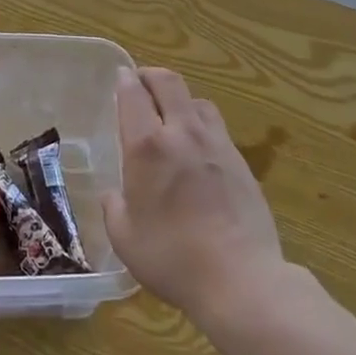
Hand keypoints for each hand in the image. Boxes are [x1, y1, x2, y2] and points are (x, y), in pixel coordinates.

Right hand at [102, 66, 285, 322]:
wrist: (241, 279)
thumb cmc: (173, 259)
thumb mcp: (125, 239)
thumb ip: (114, 208)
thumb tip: (115, 194)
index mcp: (148, 146)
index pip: (134, 94)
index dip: (125, 81)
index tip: (120, 78)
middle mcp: (182, 133)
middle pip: (169, 82)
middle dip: (151, 76)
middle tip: (141, 83)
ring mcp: (216, 143)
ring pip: (197, 100)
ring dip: (179, 98)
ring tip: (172, 115)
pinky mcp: (241, 160)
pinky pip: (216, 126)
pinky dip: (201, 124)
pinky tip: (198, 147)